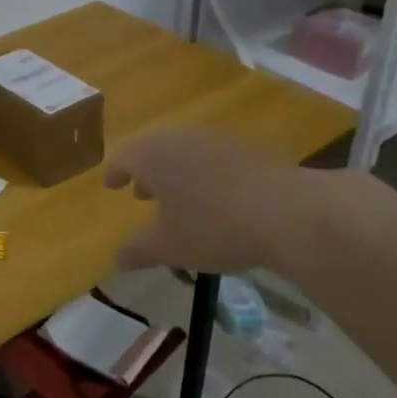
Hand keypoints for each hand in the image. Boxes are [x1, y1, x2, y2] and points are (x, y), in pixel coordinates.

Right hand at [104, 130, 296, 274]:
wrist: (286, 211)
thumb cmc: (211, 226)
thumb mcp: (167, 247)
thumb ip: (137, 250)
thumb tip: (116, 259)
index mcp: (153, 155)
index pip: (124, 156)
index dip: (114, 172)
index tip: (111, 185)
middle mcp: (182, 138)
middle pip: (155, 149)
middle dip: (146, 172)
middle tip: (141, 194)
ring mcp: (218, 140)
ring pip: (186, 152)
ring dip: (176, 173)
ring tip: (178, 200)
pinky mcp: (249, 150)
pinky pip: (214, 159)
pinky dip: (204, 175)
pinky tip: (216, 201)